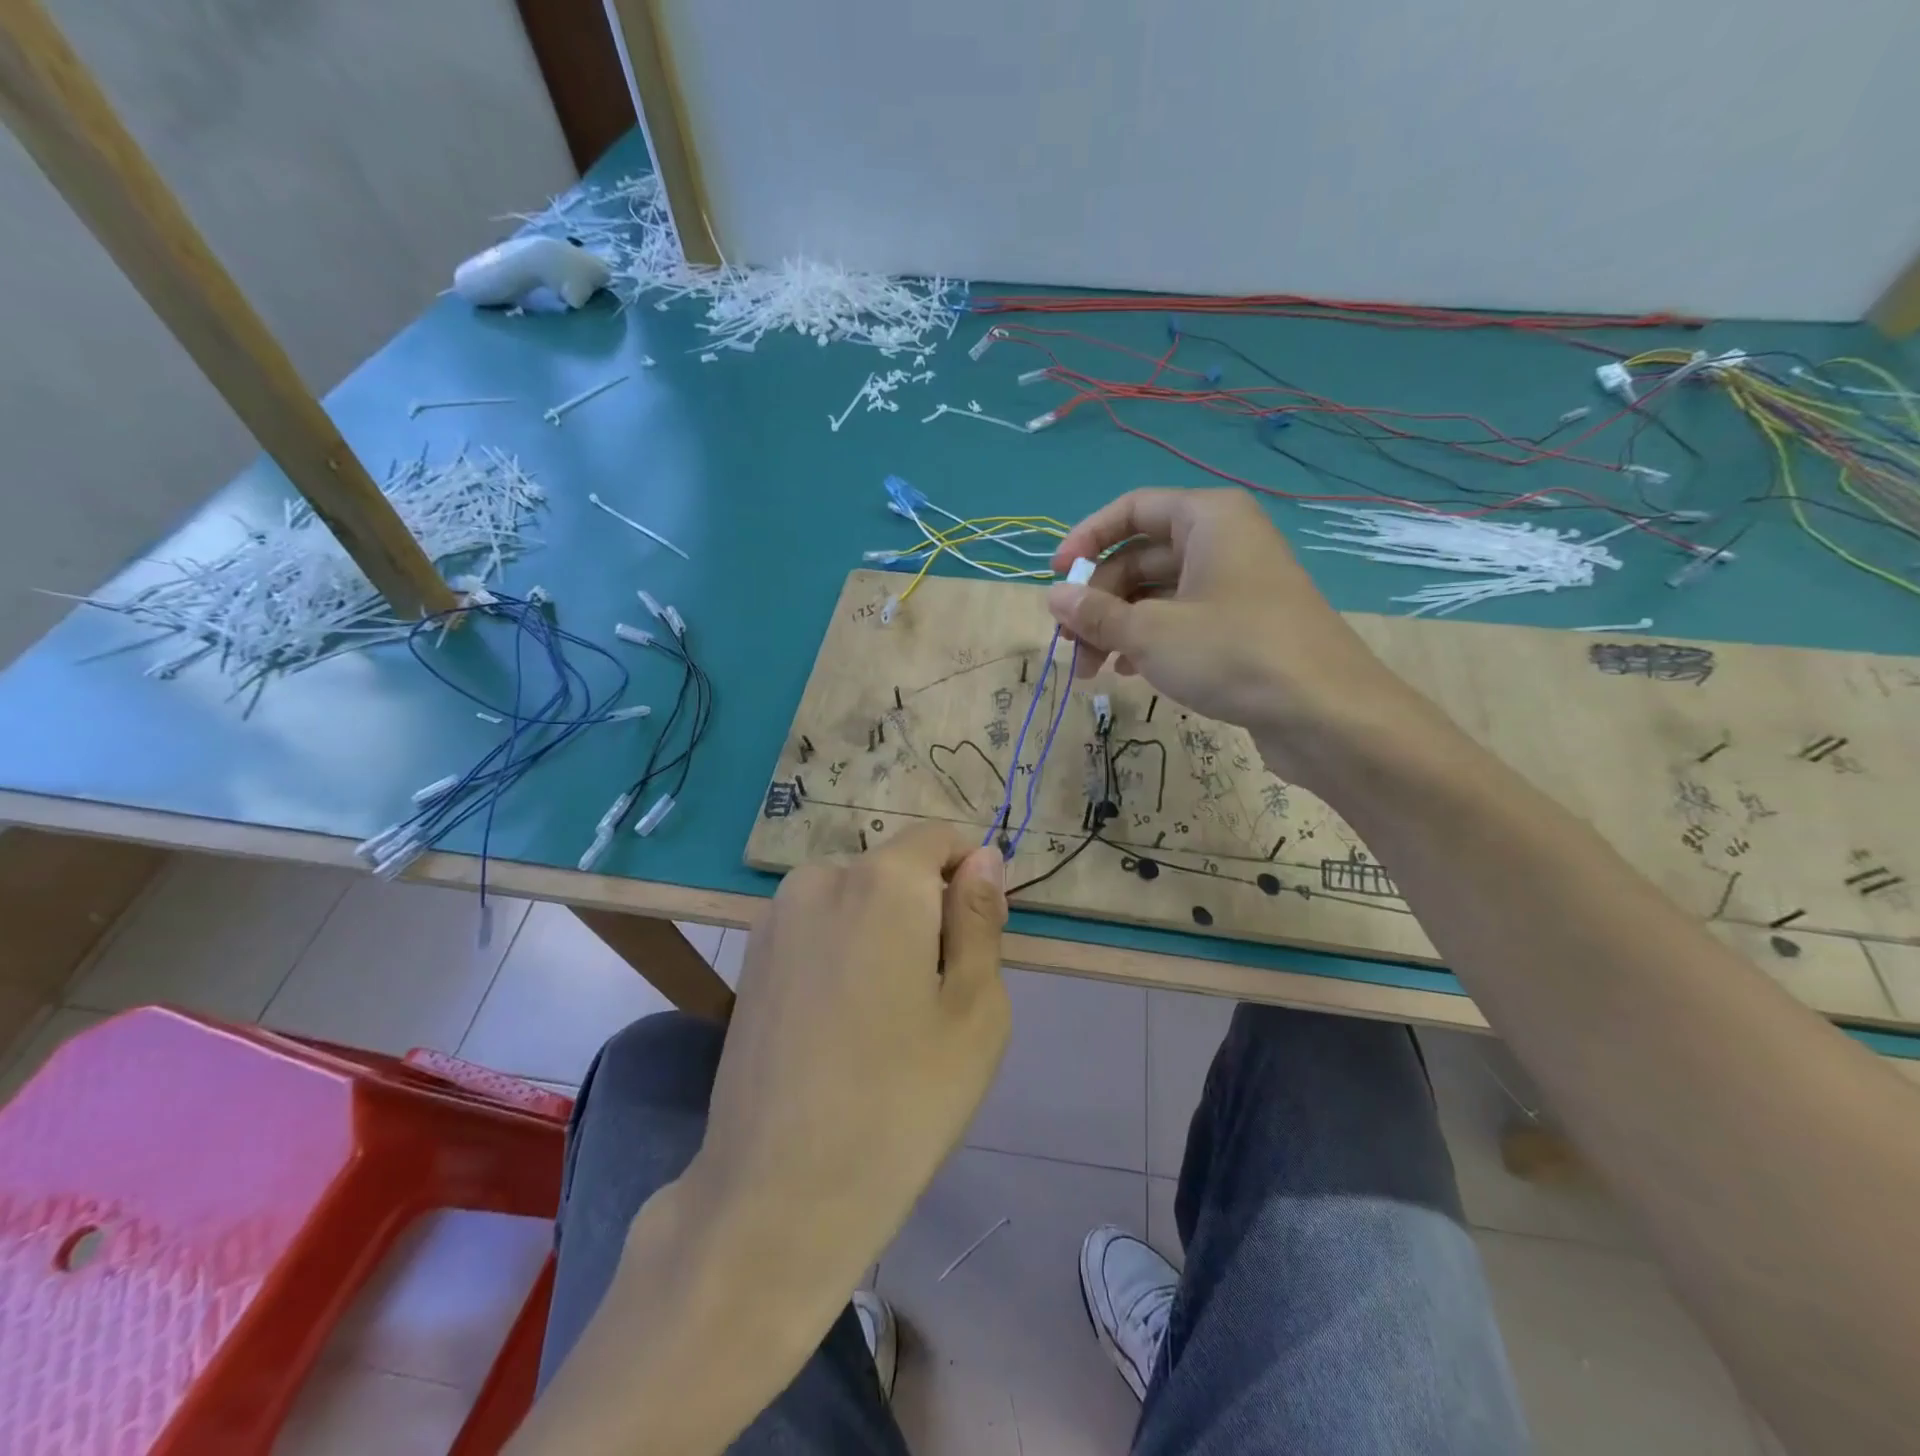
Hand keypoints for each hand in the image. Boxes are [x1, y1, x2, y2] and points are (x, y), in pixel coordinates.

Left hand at [510, 827, 1009, 1455]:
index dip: (970, 879)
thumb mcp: (974, 1009)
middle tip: (933, 999)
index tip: (976, 944)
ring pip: (856, 900)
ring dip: (883, 934)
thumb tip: (983, 857)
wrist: (778, 1193)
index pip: (940, 838)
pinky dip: (844, 953)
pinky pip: (819, 928)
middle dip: (925, 910)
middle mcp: (820, 878)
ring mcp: (776, 917)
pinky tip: (841, 1026)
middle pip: (896, 870)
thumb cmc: (902, 1101)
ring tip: (884, 1019)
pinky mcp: (752, 957)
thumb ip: (979, 918)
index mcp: (881, 880)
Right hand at [1047, 488, 1431, 783]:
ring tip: (1093, 671)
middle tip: (1071, 647)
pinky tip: (1129, 672)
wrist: (1326, 713)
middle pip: (1140, 557)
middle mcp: (1224, 541)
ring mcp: (1237, 584)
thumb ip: (1096, 613)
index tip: (1056, 579)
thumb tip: (1052, 597)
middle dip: (1099, 602)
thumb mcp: (1151, 633)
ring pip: (1159, 594)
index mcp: (1207, 518)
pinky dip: (1150, 641)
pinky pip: (1182, 619)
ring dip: (1119, 628)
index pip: (1131, 510)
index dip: (1086, 540)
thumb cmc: (1233, 653)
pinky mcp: (1244, 625)